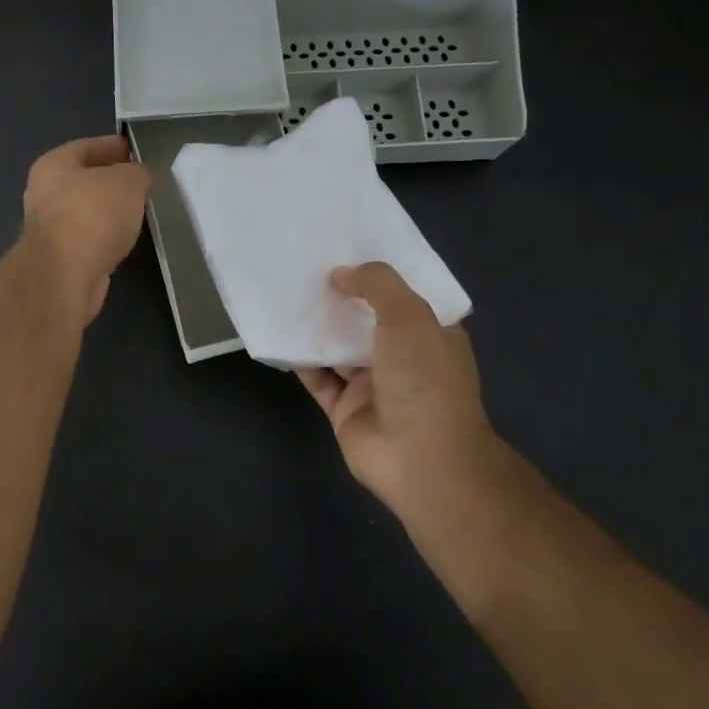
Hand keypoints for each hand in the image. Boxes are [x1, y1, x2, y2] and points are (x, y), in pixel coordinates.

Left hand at [21, 134, 150, 326]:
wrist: (66, 274)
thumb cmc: (93, 214)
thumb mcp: (127, 181)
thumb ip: (136, 173)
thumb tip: (137, 177)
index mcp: (52, 165)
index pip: (85, 146)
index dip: (111, 146)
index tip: (134, 150)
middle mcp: (43, 194)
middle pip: (82, 180)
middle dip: (109, 180)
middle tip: (140, 182)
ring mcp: (48, 230)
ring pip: (85, 212)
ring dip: (107, 211)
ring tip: (137, 210)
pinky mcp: (59, 260)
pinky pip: (88, 239)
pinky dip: (104, 237)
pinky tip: (124, 239)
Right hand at [298, 263, 500, 509]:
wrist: (420, 458)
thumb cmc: (424, 381)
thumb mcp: (409, 317)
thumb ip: (376, 285)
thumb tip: (340, 274)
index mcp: (431, 335)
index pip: (404, 297)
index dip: (377, 275)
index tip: (345, 249)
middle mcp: (403, 358)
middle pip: (366, 320)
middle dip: (341, 297)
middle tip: (305, 266)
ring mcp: (373, 385)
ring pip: (338, 348)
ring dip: (316, 327)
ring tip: (285, 293)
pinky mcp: (344, 408)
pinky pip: (317, 377)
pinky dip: (299, 359)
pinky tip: (278, 335)